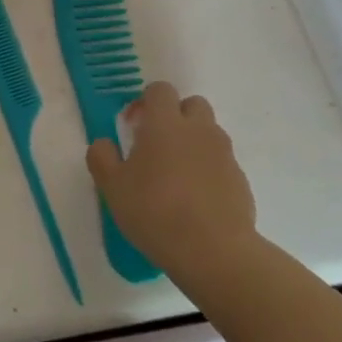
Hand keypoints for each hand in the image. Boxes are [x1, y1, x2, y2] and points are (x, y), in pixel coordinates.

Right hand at [86, 82, 258, 291]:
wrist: (213, 251)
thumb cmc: (155, 212)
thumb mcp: (112, 187)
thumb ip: (102, 157)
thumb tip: (104, 143)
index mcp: (165, 124)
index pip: (160, 90)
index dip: (145, 102)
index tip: (134, 126)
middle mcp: (198, 130)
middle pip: (192, 104)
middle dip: (176, 116)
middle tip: (158, 145)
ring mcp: (223, 153)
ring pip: (209, 132)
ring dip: (193, 142)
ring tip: (177, 174)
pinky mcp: (240, 179)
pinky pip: (221, 162)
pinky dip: (209, 169)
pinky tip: (196, 199)